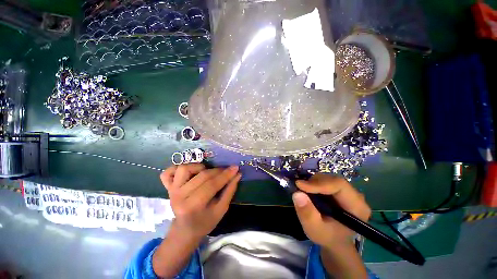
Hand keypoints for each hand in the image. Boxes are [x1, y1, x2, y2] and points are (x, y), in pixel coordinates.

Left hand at [160, 163, 240, 242]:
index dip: (225, 175)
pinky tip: (189, 171)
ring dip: (199, 167)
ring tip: (207, 172)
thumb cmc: (205, 222)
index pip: (212, 185)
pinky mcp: (167, 187)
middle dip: (218, 171)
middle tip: (227, 170)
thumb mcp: (221, 210)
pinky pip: (168, 172)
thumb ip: (230, 191)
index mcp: (192, 207)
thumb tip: (237, 174)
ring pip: (185, 168)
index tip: (235, 168)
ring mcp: (172, 190)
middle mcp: (179, 197)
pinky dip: (178, 168)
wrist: (185, 230)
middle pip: (202, 176)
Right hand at [292, 174, 370, 249]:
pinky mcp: (341, 190)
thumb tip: (297, 194)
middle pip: (333, 180)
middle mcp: (356, 196)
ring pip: (329, 178)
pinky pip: (326, 180)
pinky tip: (310, 192)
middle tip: (300, 188)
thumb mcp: (314, 230)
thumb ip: (307, 214)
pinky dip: (315, 183)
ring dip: (314, 182)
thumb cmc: (327, 237)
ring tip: (304, 192)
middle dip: (314, 182)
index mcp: (357, 207)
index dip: (318, 183)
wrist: (335, 240)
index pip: (339, 185)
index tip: (300, 186)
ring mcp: (349, 192)